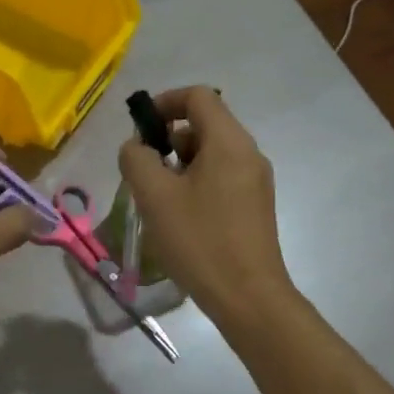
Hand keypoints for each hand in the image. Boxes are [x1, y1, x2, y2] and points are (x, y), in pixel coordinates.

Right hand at [117, 87, 295, 322]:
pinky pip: (221, 178)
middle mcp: (248, 153)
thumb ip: (137, 159)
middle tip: (144, 174)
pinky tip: (180, 218)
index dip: (164, 103)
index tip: (140, 131)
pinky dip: (196, 184)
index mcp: (229, 142)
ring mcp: (256, 181)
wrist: (248, 297)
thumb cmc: (199, 240)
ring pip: (211, 154)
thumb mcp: (155, 196)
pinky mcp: (255, 206)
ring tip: (159, 201)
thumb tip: (138, 147)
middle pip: (204, 125)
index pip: (198, 97)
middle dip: (168, 141)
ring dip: (179, 166)